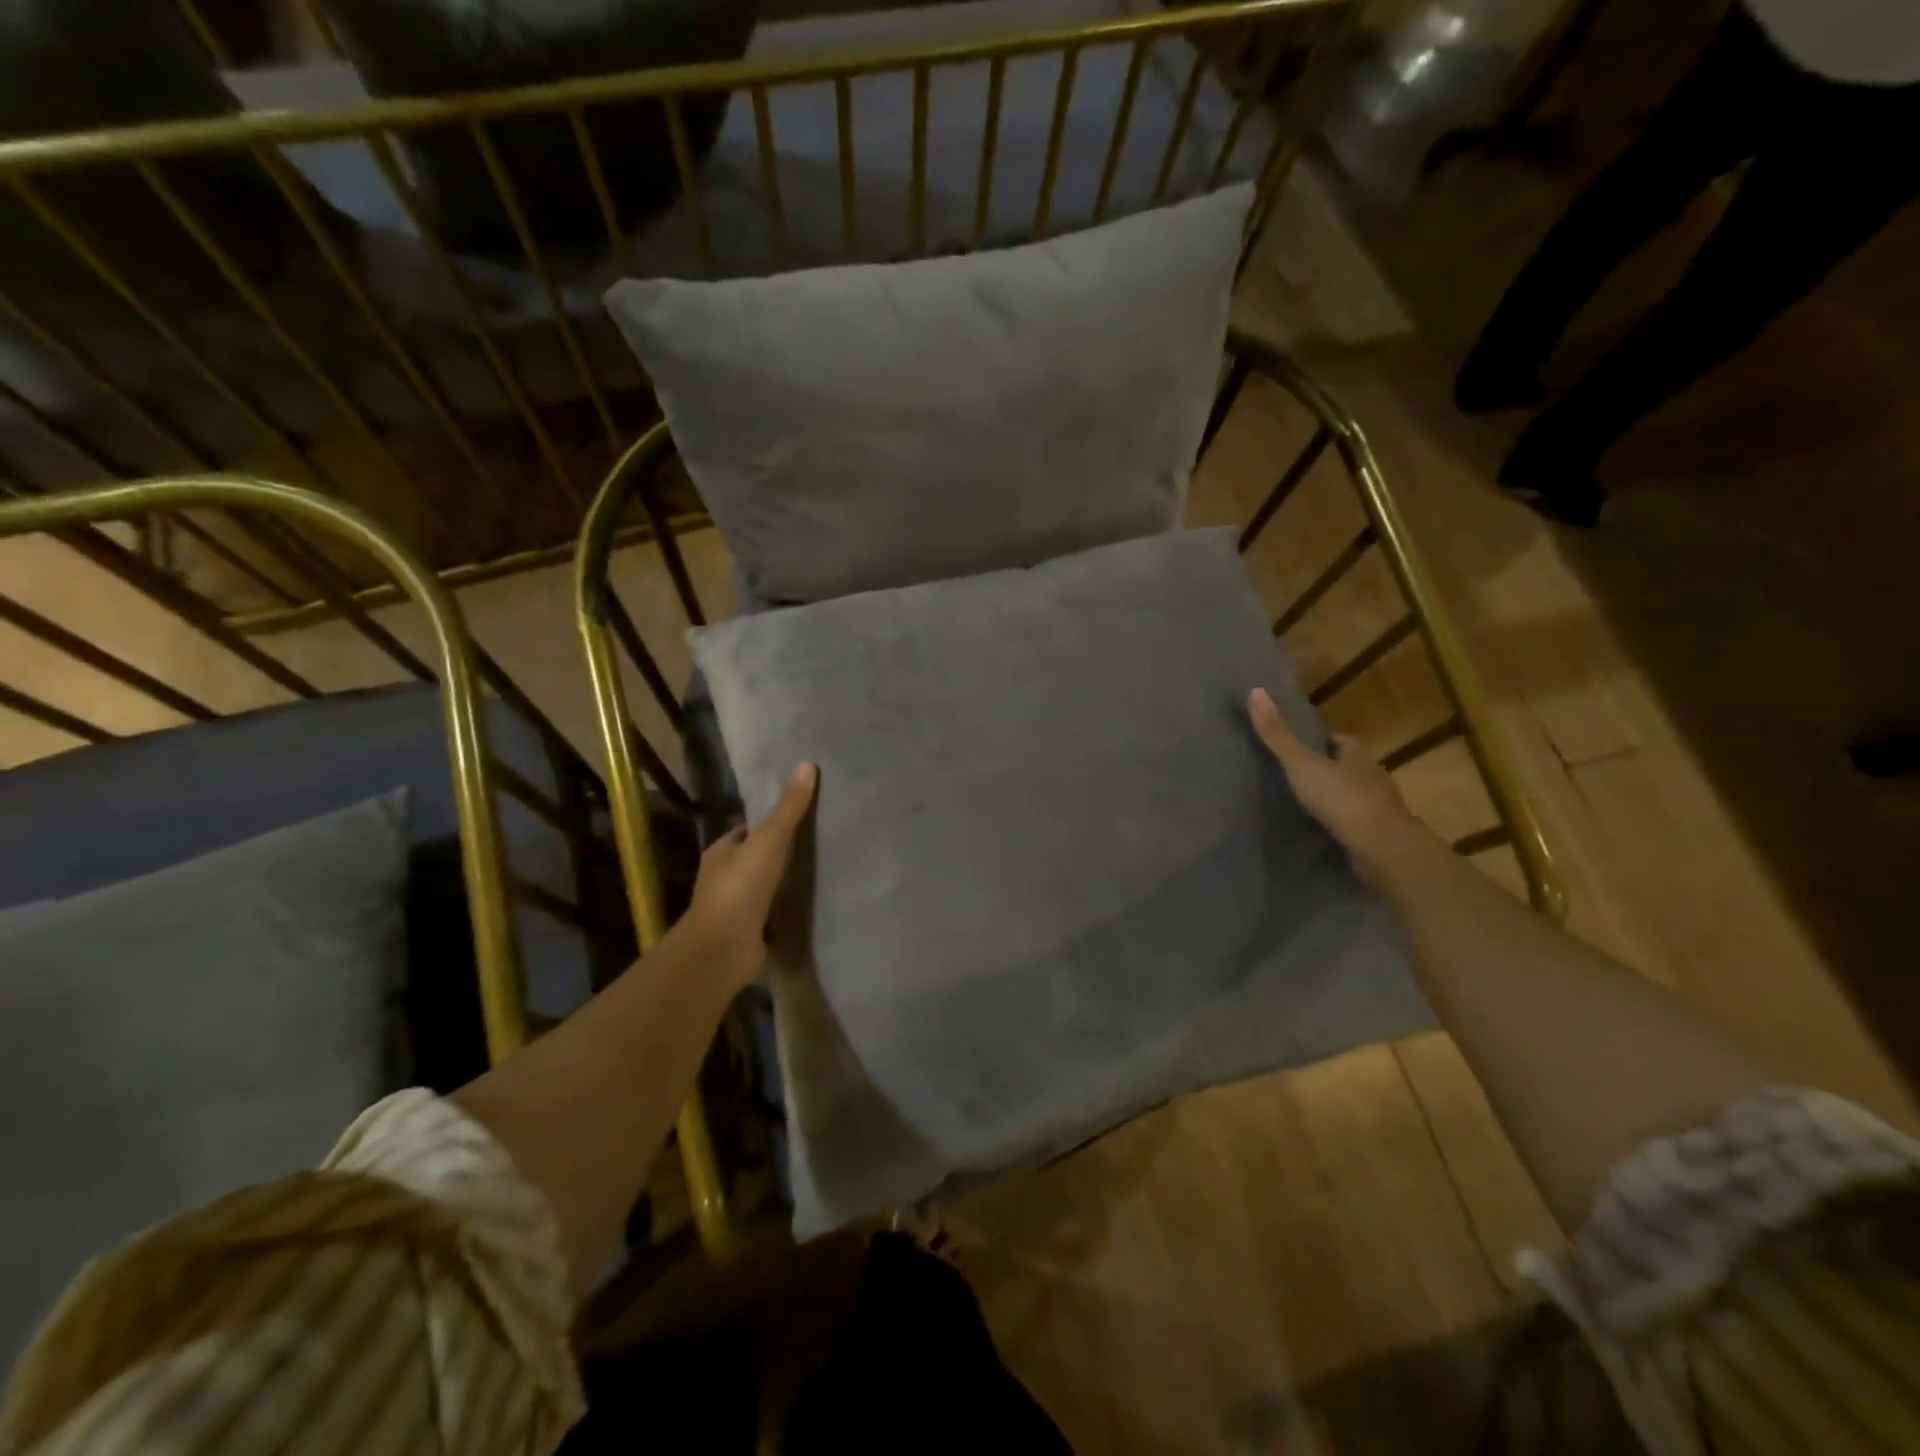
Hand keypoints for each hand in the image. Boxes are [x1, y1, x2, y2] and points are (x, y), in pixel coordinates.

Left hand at [687, 763, 817, 985]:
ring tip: (816, 870)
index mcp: (720, 853)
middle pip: (752, 859)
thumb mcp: (769, 840)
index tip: (794, 814)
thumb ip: (789, 809)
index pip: (743, 831)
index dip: (765, 822)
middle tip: (813, 840)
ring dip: (781, 882)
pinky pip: (770, 915)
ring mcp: (734, 909)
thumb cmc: (740, 887)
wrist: (723, 949)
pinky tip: (807, 904)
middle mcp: (723, 878)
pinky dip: (784, 910)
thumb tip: (806, 765)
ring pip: (761, 888)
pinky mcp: (748, 934)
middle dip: (775, 852)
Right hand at [1248, 689, 1427, 882]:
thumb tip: (1255, 690)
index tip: (1302, 742)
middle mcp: (1373, 778)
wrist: (1382, 850)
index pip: (1342, 740)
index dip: (1323, 739)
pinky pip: (1354, 825)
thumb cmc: (1343, 799)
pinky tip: (1320, 832)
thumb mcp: (1302, 764)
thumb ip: (1278, 735)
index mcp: (1358, 756)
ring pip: (1353, 797)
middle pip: (1348, 767)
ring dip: (1334, 799)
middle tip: (1296, 774)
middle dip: (1328, 769)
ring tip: (1304, 806)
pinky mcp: (1377, 838)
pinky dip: (1339, 826)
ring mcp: (1378, 809)